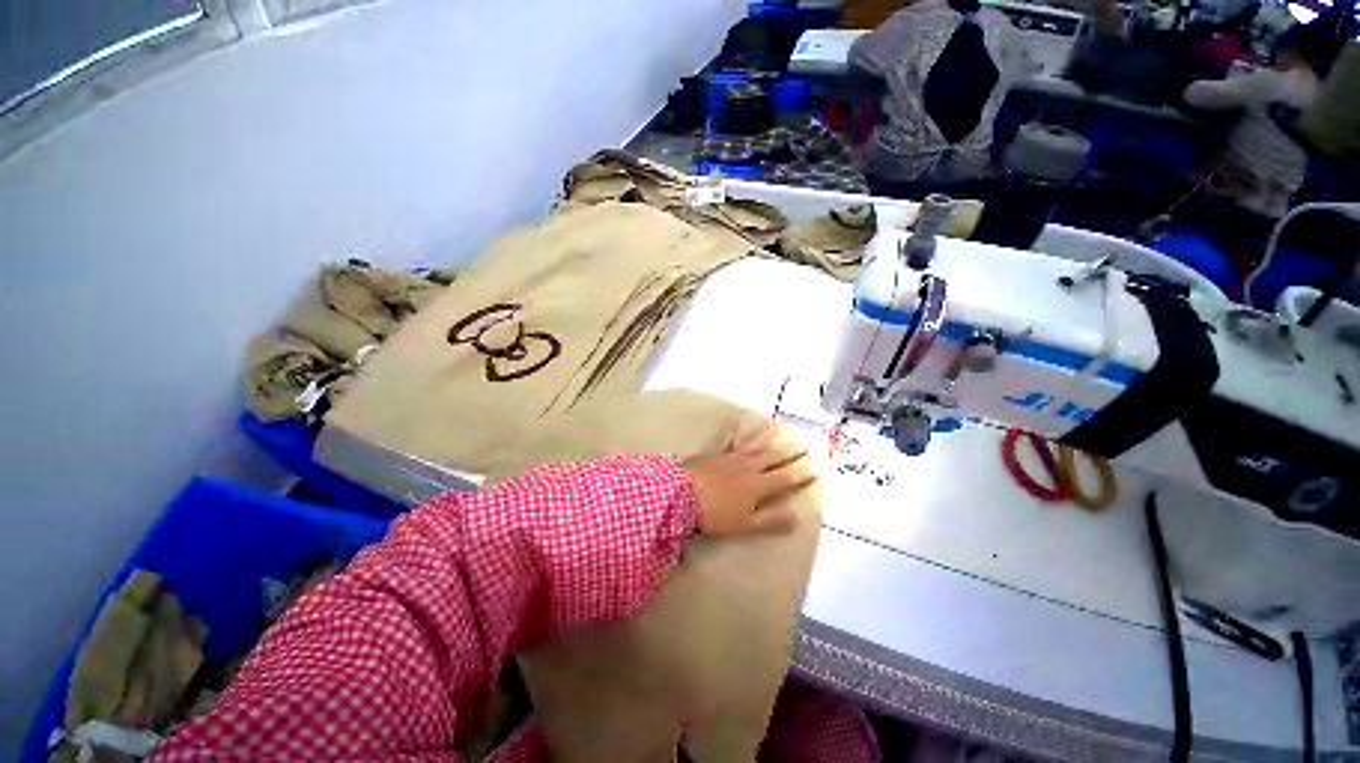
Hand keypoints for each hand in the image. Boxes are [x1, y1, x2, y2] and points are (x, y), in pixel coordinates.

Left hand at [682, 421, 816, 536]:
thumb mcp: (746, 523)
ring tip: (777, 426)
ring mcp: (731, 457)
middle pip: (772, 458)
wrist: (682, 494)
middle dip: (789, 452)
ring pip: (754, 445)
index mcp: (758, 485)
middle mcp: (748, 467)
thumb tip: (798, 516)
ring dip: (767, 436)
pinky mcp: (715, 453)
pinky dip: (734, 430)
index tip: (815, 470)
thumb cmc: (715, 513)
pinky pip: (728, 439)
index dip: (800, 475)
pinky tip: (736, 422)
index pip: (785, 479)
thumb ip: (772, 519)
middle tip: (803, 444)